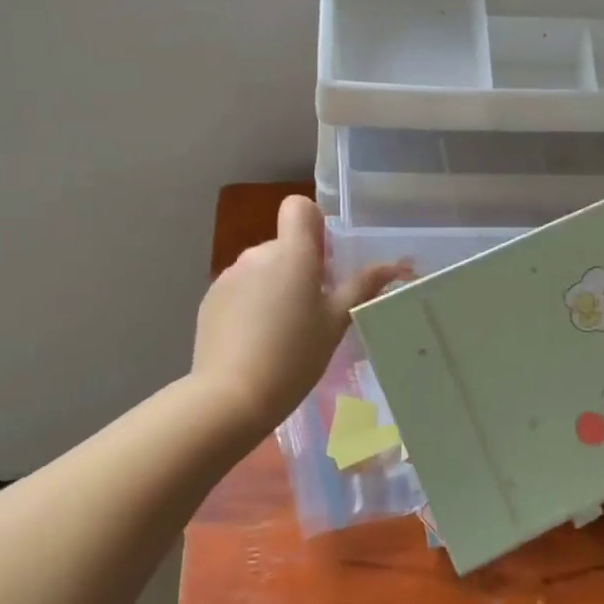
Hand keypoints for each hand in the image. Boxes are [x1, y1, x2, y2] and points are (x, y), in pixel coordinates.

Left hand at [191, 196, 407, 434]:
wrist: (231, 396)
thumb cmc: (294, 356)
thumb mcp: (336, 323)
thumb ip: (361, 287)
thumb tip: (393, 265)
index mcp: (292, 253)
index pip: (299, 207)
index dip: (314, 225)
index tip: (325, 261)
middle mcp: (258, 253)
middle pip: (285, 244)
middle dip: (299, 267)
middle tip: (312, 311)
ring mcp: (230, 275)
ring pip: (262, 268)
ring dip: (274, 286)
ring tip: (282, 332)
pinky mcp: (211, 299)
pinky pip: (240, 289)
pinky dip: (250, 304)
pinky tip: (255, 341)